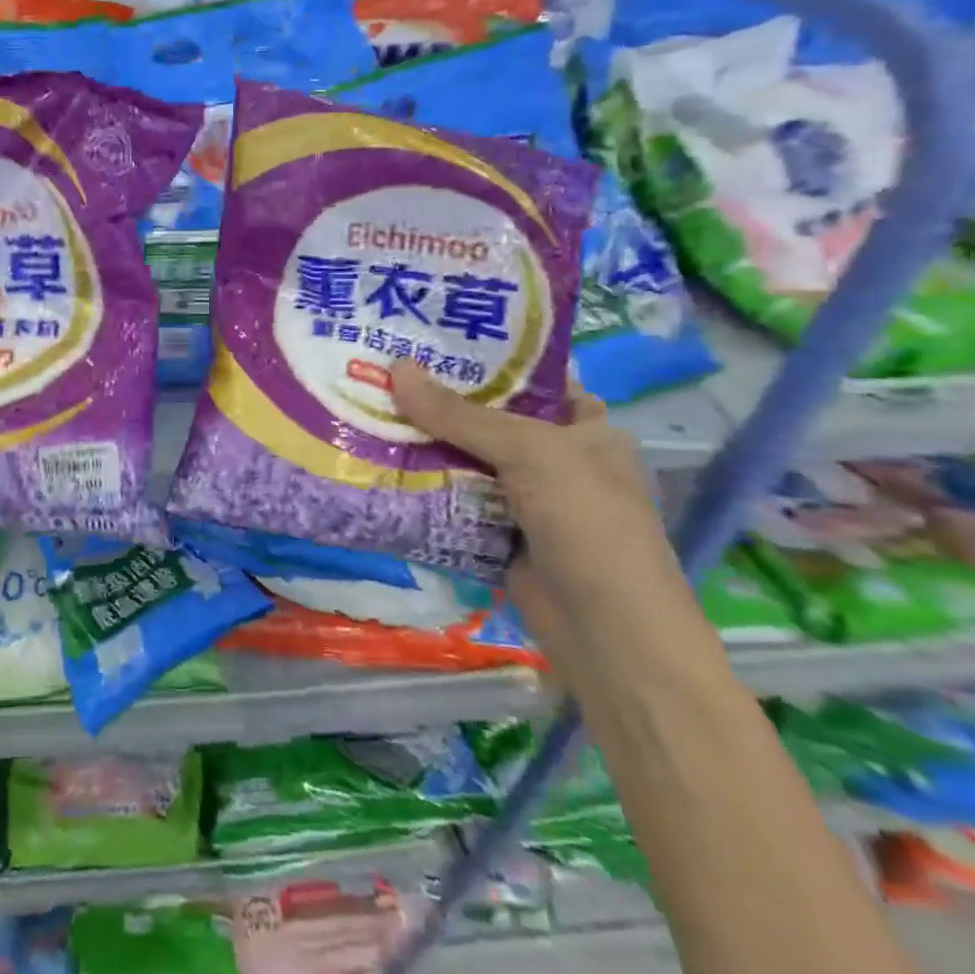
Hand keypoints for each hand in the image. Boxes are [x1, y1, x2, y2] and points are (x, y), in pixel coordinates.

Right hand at [390, 361, 684, 656]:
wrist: (607, 633)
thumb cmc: (587, 522)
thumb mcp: (529, 452)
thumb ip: (460, 414)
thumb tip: (395, 367)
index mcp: (583, 428)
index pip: (530, 381)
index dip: (486, 359)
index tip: (430, 340)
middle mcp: (554, 459)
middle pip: (487, 419)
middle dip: (439, 401)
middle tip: (382, 370)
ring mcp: (524, 500)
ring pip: (464, 460)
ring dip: (422, 444)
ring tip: (367, 407)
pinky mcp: (495, 535)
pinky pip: (452, 500)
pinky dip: (421, 487)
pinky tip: (377, 462)